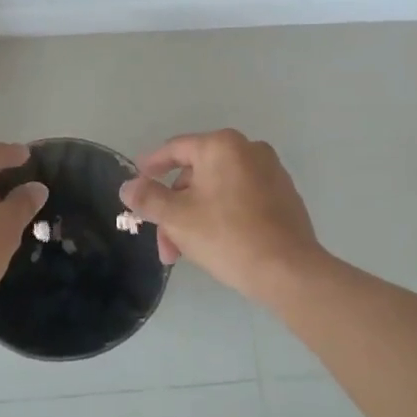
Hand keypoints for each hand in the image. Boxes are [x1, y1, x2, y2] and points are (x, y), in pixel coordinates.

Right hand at [119, 130, 322, 302]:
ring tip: (185, 252)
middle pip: (196, 174)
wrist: (288, 271)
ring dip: (195, 217)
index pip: (175, 149)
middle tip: (164, 242)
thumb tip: (128, 186)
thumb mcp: (177, 218)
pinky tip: (215, 245)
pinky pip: (241, 199)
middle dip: (174, 208)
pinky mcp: (284, 196)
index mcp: (222, 146)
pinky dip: (222, 216)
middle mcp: (249, 150)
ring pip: (218, 190)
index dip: (151, 166)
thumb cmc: (227, 236)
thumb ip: (148, 198)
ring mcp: (271, 172)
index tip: (136, 182)